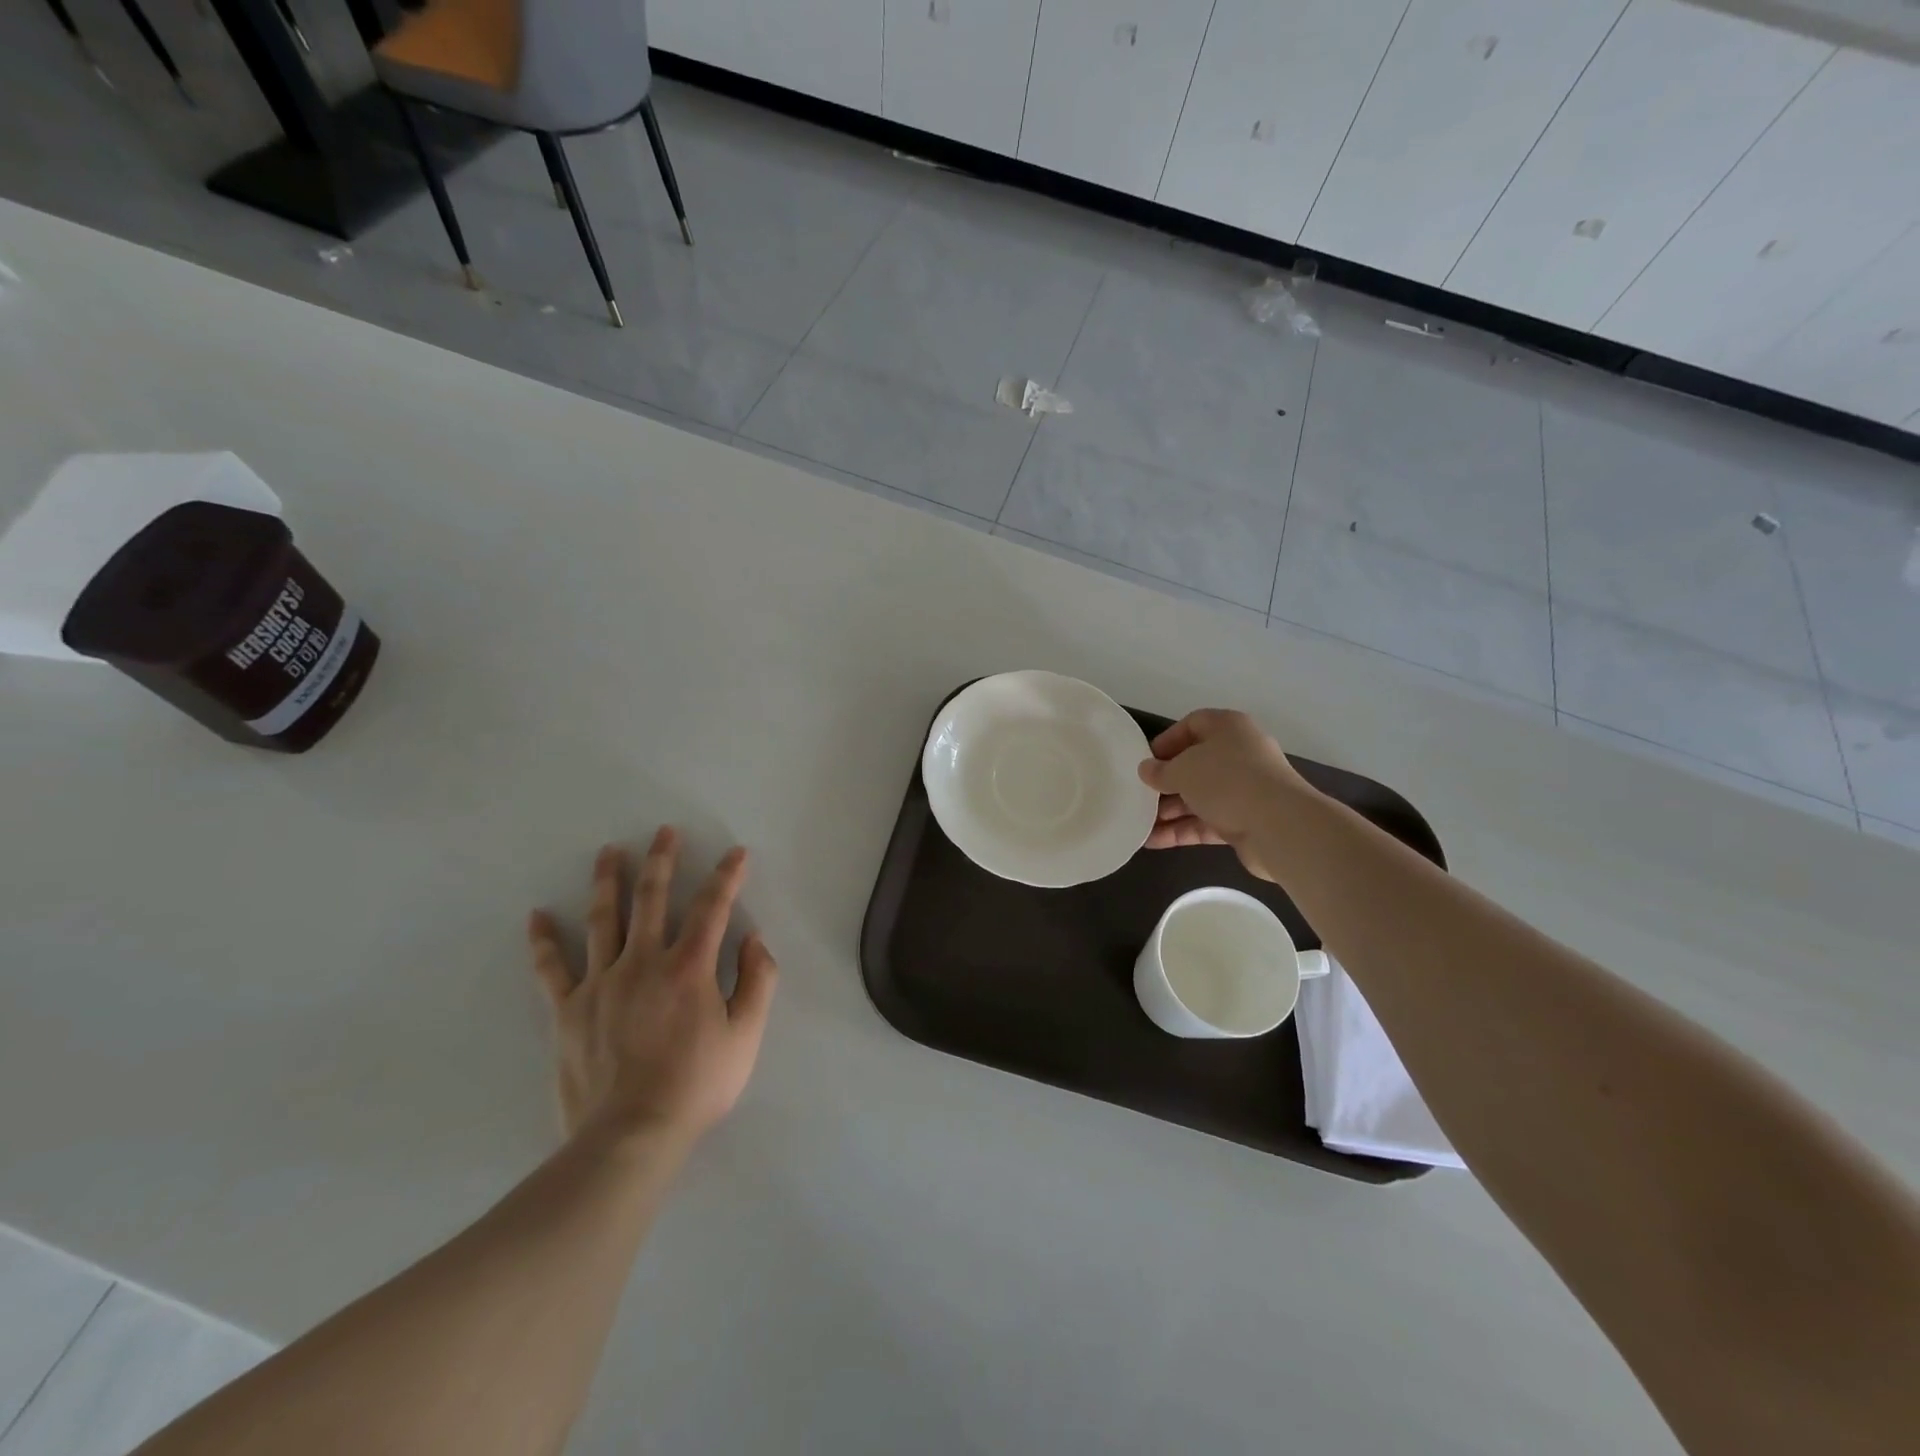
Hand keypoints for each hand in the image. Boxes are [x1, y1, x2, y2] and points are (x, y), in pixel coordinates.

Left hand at [527, 827, 777, 1148]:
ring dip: (608, 880)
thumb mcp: (746, 1036)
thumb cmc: (697, 1085)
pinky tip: (537, 916)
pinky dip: (543, 941)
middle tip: (664, 831)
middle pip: (652, 898)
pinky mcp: (570, 1009)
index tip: (735, 853)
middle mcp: (644, 962)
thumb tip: (754, 939)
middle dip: (662, 860)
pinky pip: (552, 968)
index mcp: (689, 967)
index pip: (712, 907)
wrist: (630, 1135)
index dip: (726, 876)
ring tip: (608, 851)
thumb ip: (758, 981)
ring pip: (604, 919)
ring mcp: (601, 982)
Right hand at [1137, 709, 1307, 882]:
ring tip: (1140, 824)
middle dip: (1165, 782)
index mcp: (1228, 728)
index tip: (1146, 761)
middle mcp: (1239, 754)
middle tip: (1139, 795)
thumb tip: (1146, 770)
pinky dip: (1182, 830)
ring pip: (1199, 796)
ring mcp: (1244, 789)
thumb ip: (1160, 770)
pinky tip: (1153, 841)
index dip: (1167, 741)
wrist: (1279, 826)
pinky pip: (1207, 821)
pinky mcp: (1245, 820)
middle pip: (1195, 764)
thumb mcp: (1183, 769)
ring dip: (1170, 810)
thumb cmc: (1226, 781)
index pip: (1192, 724)